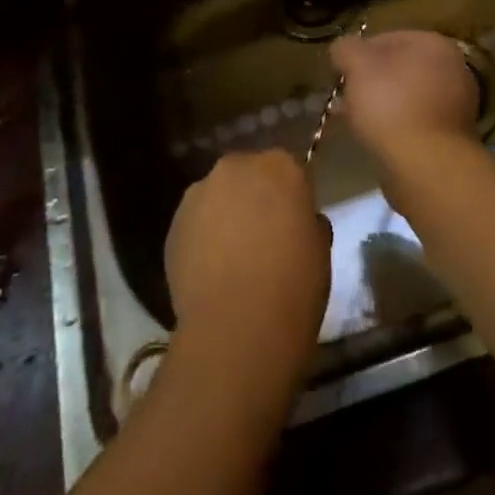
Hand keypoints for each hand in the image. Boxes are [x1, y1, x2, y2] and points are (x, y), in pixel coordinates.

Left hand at [164, 150, 330, 374]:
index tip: (295, 220)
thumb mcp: (320, 249)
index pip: (290, 170)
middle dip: (255, 197)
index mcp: (280, 166)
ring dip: (225, 214)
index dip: (292, 196)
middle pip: (249, 174)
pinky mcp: (173, 223)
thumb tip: (297, 222)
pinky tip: (211, 272)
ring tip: (233, 257)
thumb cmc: (293, 284)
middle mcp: (236, 167)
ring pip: (217, 196)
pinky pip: (195, 223)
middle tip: (264, 236)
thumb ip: (307, 222)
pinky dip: (202, 238)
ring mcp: (199, 192)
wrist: (237, 327)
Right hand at [330, 30, 480, 157]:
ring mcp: (457, 104)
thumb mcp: (357, 66)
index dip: (358, 54)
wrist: (426, 166)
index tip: (340, 73)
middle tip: (345, 97)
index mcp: (434, 44)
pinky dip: (395, 125)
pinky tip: (374, 138)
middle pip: (398, 68)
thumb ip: (346, 48)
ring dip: (380, 104)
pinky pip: (415, 120)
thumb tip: (343, 49)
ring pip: (406, 96)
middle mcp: (453, 68)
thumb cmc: (391, 105)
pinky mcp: (452, 135)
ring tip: (354, 120)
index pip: (387, 38)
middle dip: (369, 81)